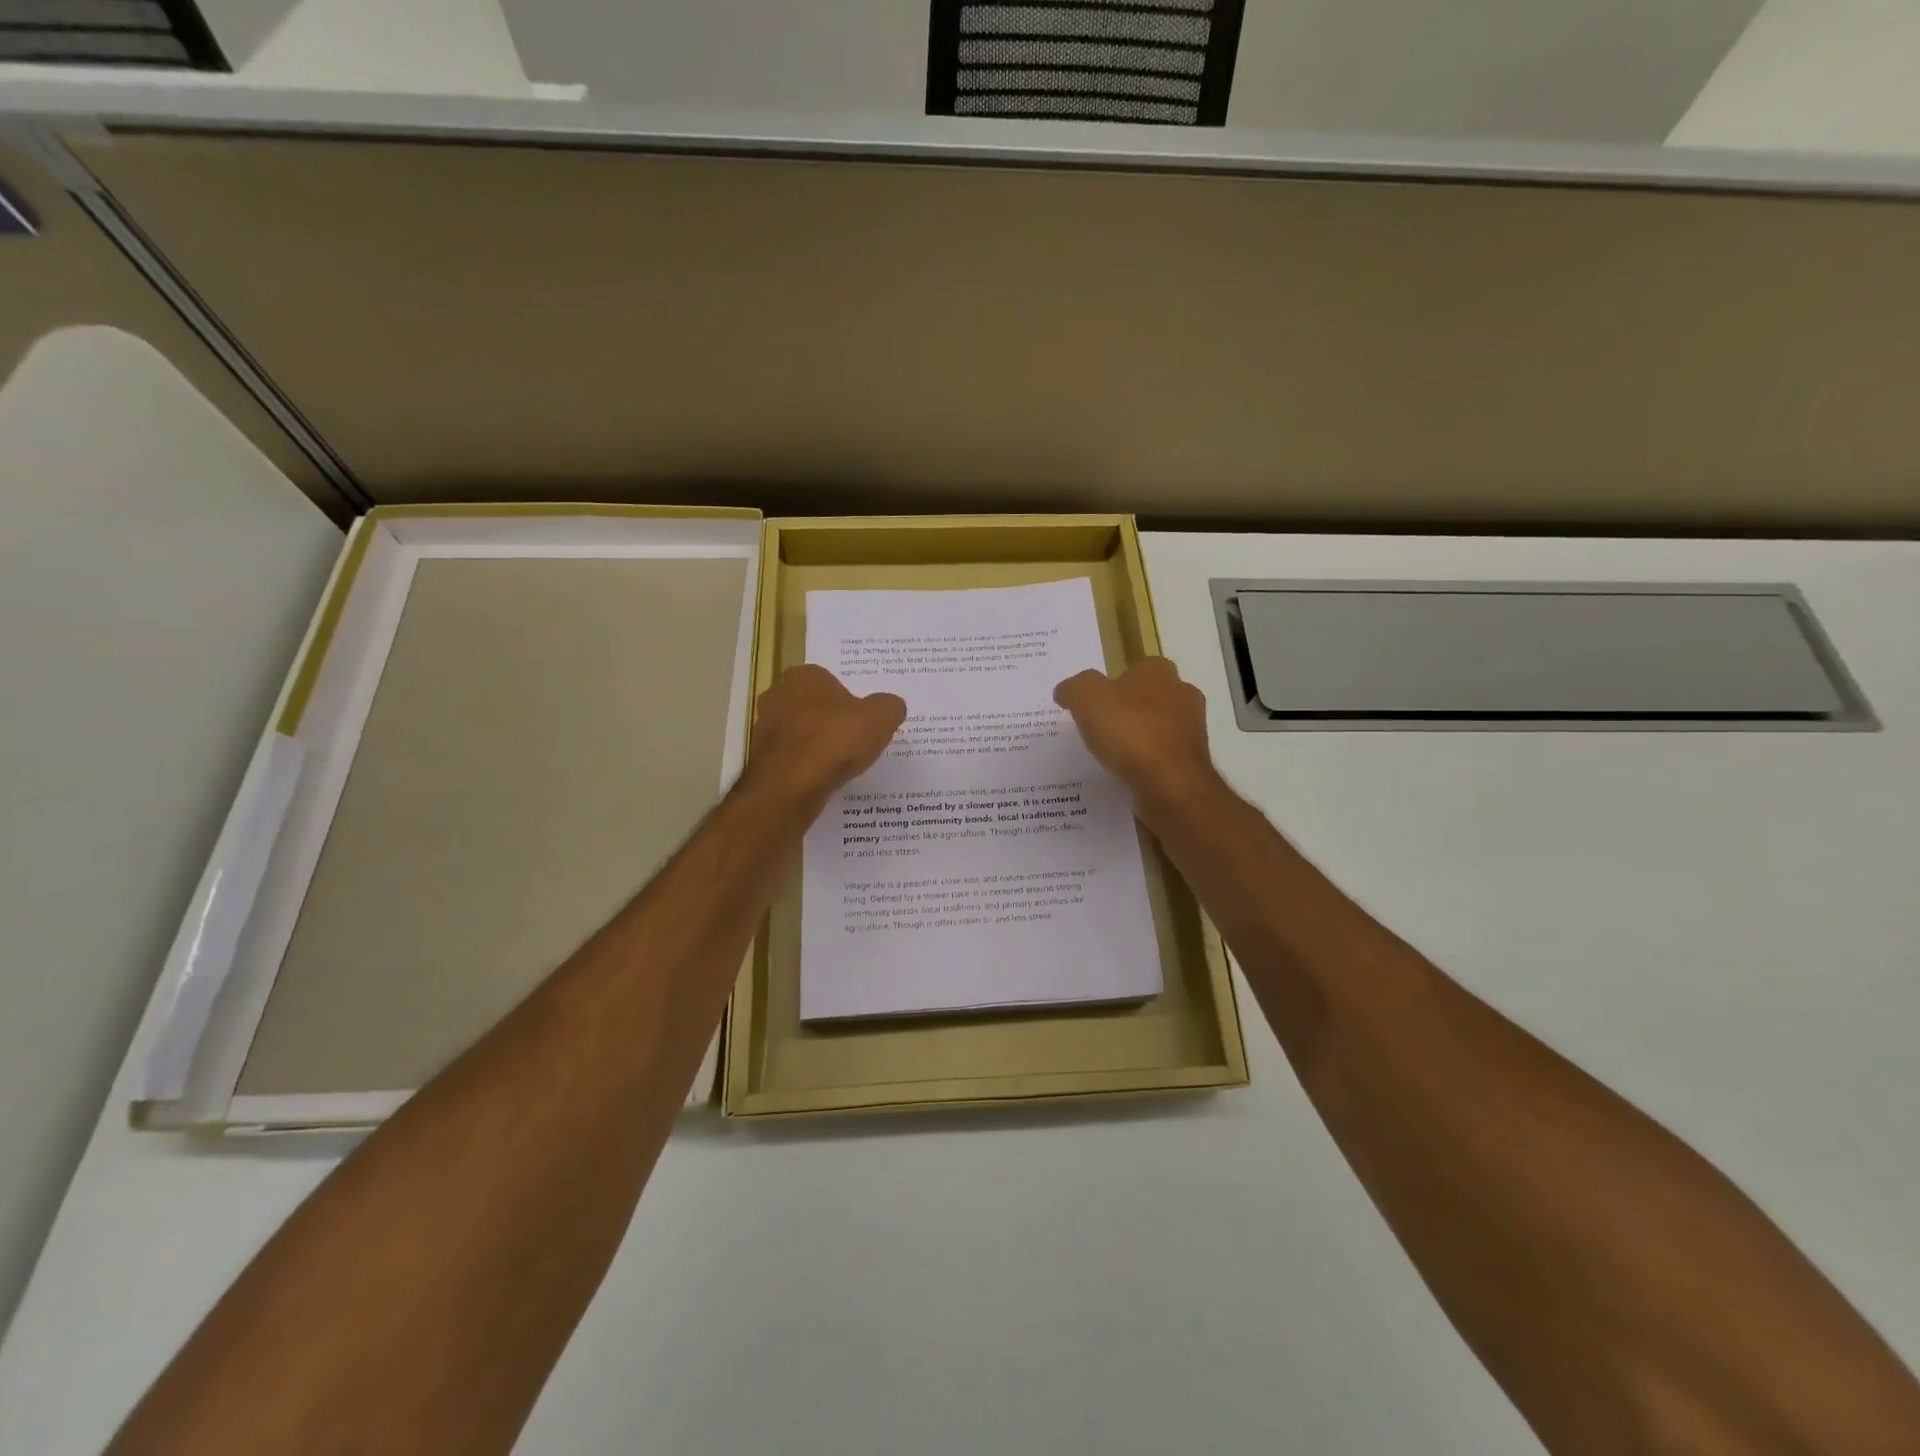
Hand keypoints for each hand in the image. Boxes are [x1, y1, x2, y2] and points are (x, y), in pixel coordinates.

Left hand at [747, 664, 904, 812]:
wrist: (792, 783)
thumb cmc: (836, 739)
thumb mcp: (881, 717)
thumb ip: (889, 706)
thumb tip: (891, 707)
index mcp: (805, 676)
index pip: (829, 681)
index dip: (847, 700)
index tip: (861, 720)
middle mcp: (778, 695)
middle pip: (810, 706)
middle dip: (828, 720)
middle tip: (852, 740)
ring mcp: (763, 728)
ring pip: (797, 732)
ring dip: (814, 744)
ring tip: (838, 764)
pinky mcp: (760, 758)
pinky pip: (790, 758)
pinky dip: (804, 766)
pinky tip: (820, 779)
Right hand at [1054, 658, 1220, 813]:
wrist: (1171, 784)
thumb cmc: (1130, 732)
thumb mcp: (1087, 699)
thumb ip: (1074, 688)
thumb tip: (1065, 691)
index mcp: (1159, 673)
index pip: (1138, 667)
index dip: (1116, 682)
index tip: (1096, 701)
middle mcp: (1183, 695)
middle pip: (1152, 697)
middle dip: (1131, 709)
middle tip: (1102, 726)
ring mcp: (1192, 730)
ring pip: (1161, 727)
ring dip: (1141, 736)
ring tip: (1113, 754)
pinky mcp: (1193, 762)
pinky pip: (1165, 756)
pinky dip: (1149, 762)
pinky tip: (1130, 773)